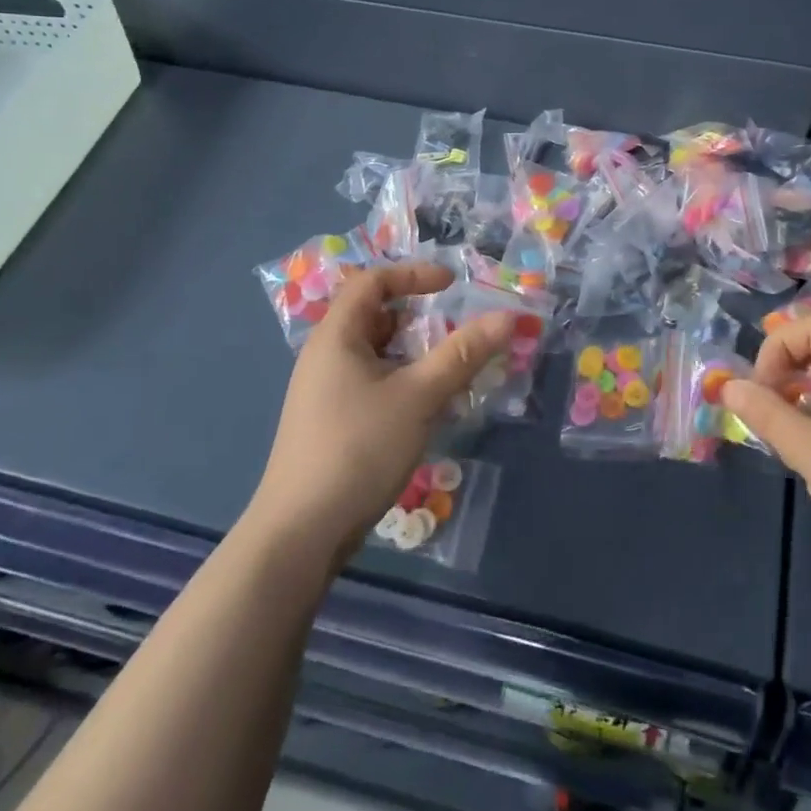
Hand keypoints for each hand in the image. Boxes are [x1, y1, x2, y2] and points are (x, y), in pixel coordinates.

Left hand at [250, 262, 511, 552]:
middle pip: (377, 316)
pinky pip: (374, 383)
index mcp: (337, 336)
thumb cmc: (358, 449)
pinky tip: (429, 408)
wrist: (300, 536)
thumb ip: (463, 354)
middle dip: (422, 317)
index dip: (413, 274)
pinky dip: (405, 382)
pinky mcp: (333, 422)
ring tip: (453, 370)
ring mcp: (326, 392)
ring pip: (379, 353)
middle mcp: (326, 356)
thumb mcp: (419, 396)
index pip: (372, 280)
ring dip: (417, 354)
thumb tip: (509, 317)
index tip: (452, 285)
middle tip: (460, 330)